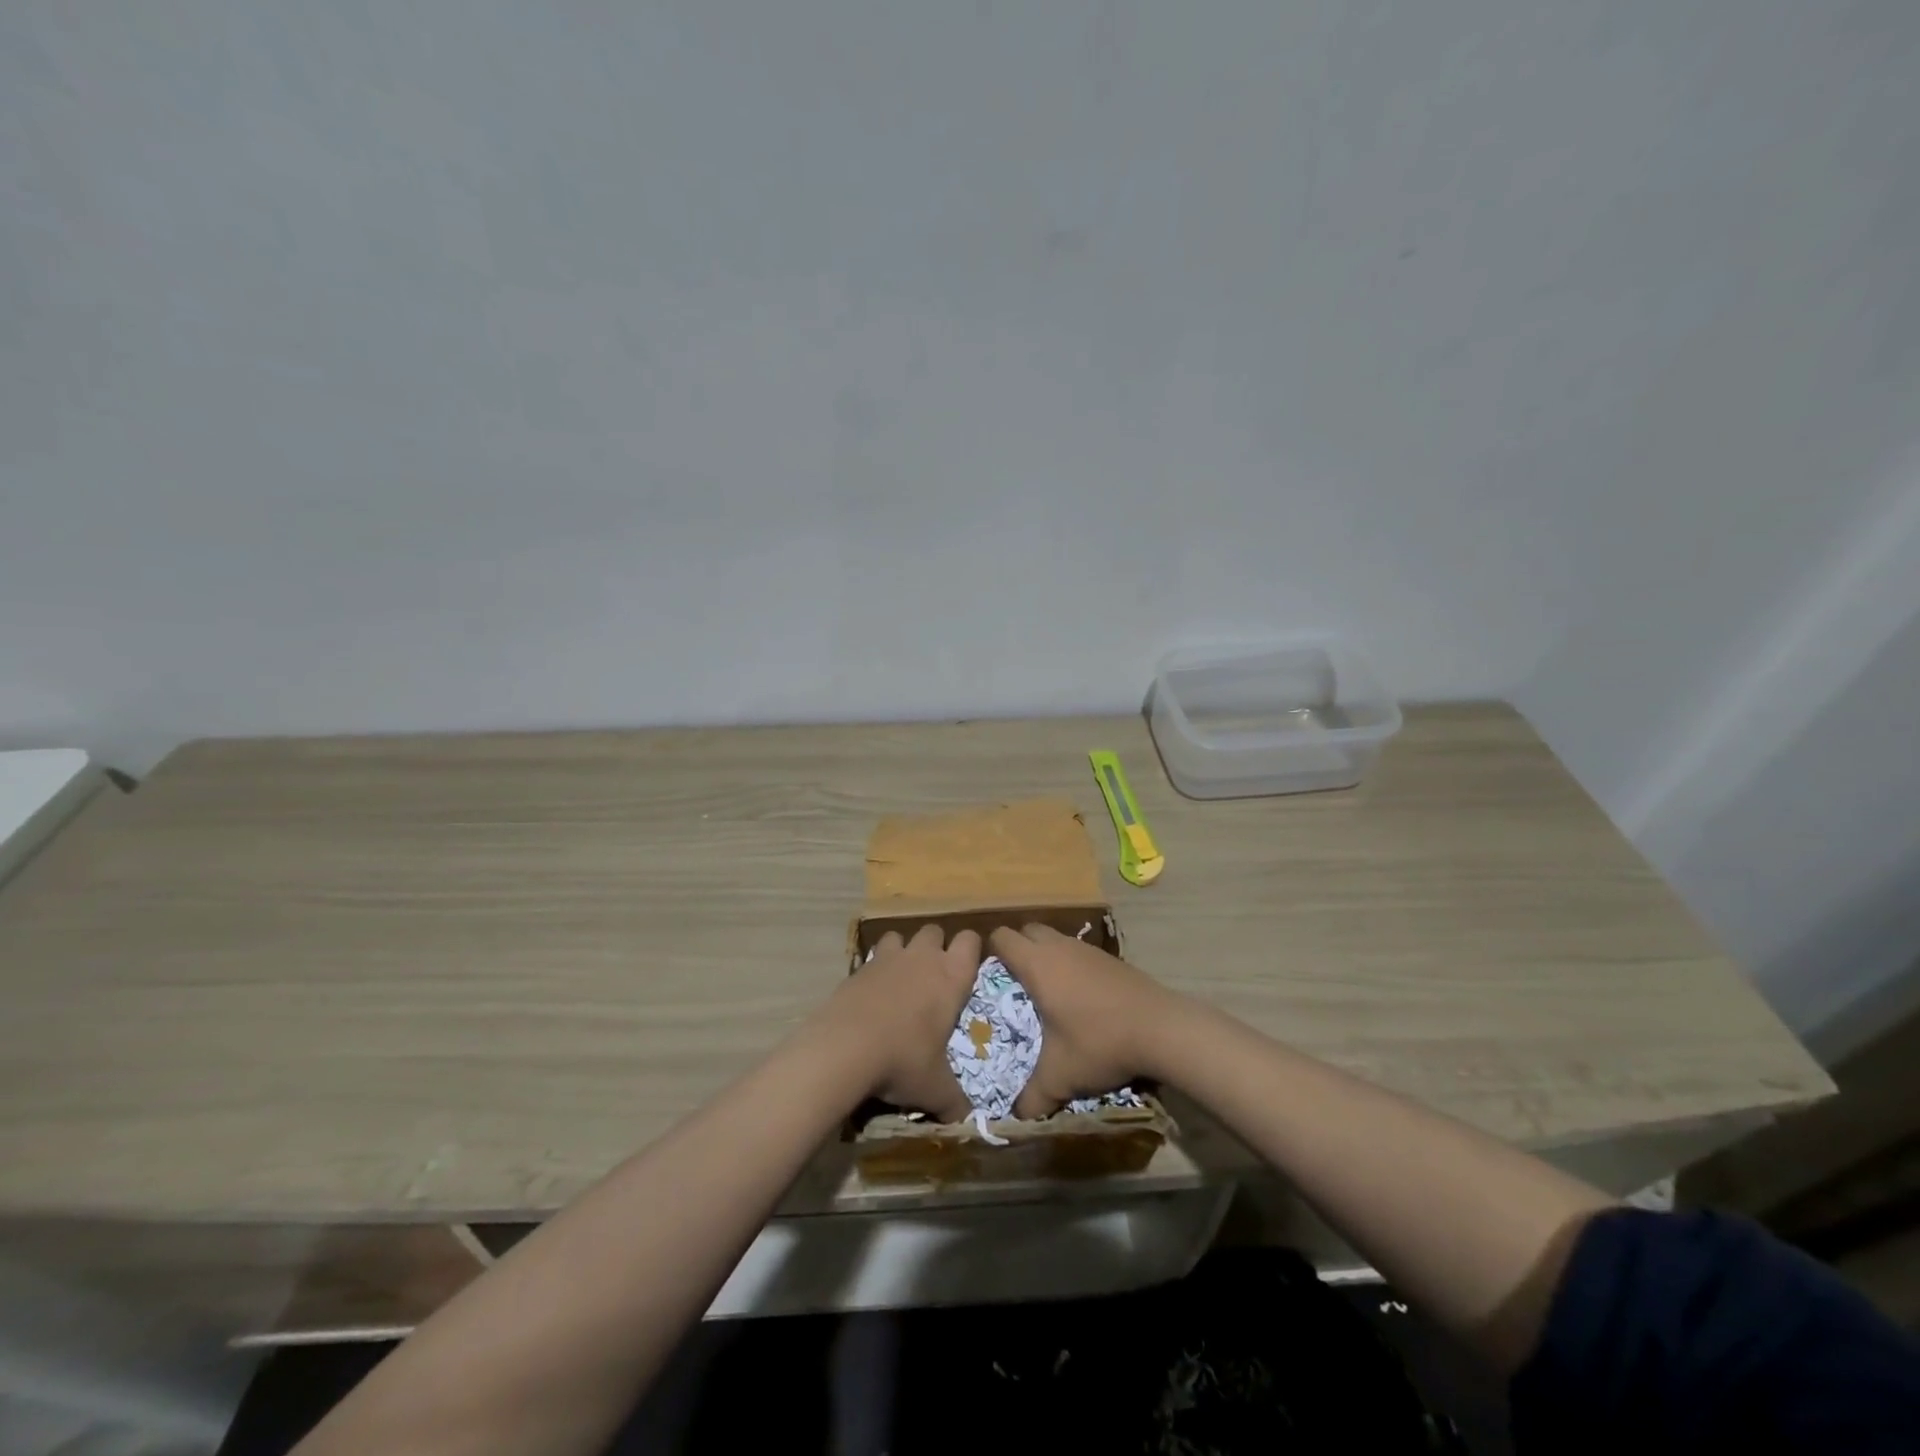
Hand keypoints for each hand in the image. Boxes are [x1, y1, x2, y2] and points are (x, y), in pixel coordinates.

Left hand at [818, 924, 979, 1121]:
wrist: (845, 1048)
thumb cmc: (903, 1060)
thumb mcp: (935, 1088)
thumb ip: (954, 1102)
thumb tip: (966, 1122)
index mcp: (951, 977)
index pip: (970, 940)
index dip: (971, 949)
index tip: (968, 967)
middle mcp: (922, 958)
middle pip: (934, 930)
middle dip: (936, 946)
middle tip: (934, 976)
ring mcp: (888, 958)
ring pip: (900, 936)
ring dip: (903, 950)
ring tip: (901, 978)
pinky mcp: (859, 967)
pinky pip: (872, 956)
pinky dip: (875, 968)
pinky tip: (872, 994)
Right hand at [988, 924, 1180, 1117]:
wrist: (1162, 1029)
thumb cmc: (1099, 1042)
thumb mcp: (1060, 1077)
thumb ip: (1033, 1097)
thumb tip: (1016, 1116)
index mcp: (1038, 965)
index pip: (1002, 937)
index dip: (990, 951)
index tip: (989, 977)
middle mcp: (1060, 948)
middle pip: (1028, 930)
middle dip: (1017, 949)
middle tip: (1015, 984)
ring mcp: (1088, 950)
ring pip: (1056, 940)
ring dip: (1047, 957)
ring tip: (1047, 993)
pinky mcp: (1111, 958)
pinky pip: (1079, 952)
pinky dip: (1072, 966)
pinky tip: (1081, 1000)